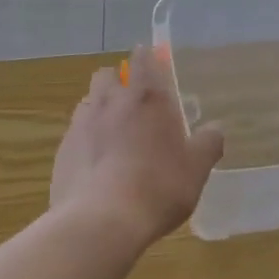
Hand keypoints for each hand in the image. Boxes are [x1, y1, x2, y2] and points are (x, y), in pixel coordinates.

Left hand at [50, 46, 224, 248]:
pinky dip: (86, 138)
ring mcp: (82, 123)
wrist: (101, 221)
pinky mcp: (63, 148)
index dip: (147, 57)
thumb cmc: (158, 188)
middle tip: (132, 102)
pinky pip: (75, 131)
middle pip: (107, 75)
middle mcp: (111, 101)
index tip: (150, 58)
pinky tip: (96, 161)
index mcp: (147, 98)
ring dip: (99, 107)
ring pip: (88, 100)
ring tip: (113, 132)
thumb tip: (215, 128)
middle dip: (117, 81)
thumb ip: (208, 144)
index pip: (143, 60)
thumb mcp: (196, 170)